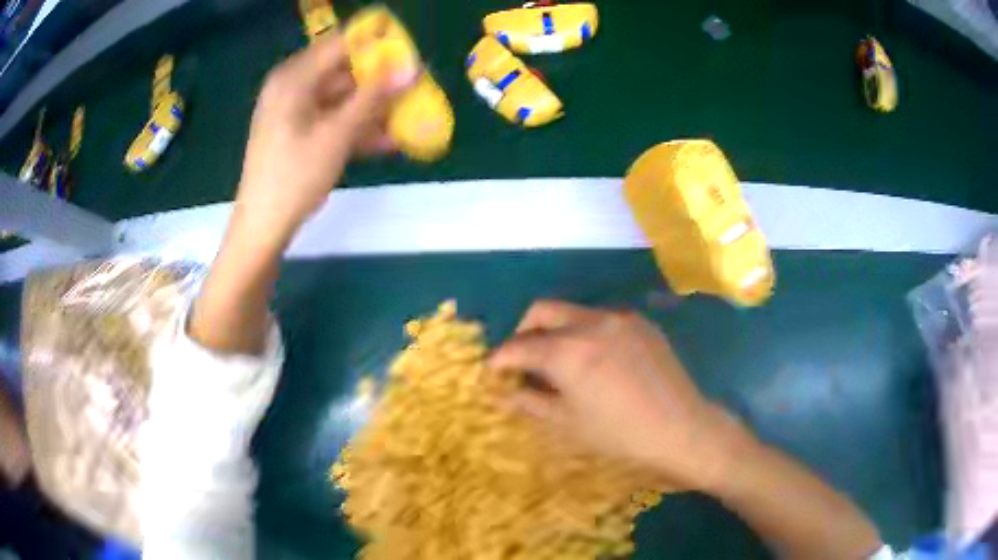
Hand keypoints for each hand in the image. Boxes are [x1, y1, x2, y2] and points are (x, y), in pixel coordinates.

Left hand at [234, 32, 416, 245]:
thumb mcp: (338, 134)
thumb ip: (374, 97)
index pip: (341, 43)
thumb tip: (412, 68)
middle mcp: (292, 86)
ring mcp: (293, 110)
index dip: (377, 47)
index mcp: (294, 77)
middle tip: (414, 89)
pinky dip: (355, 127)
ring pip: (341, 98)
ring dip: (372, 109)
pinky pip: (331, 119)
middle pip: (343, 72)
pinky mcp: (297, 132)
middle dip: (379, 82)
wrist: (263, 226)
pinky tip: (387, 140)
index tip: (410, 57)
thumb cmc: (295, 176)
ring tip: (408, 117)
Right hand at [488, 301, 749, 490]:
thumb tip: (500, 392)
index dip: (499, 359)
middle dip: (523, 332)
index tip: (490, 371)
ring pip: (573, 312)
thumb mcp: (567, 423)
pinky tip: (594, 361)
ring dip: (555, 330)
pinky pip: (601, 319)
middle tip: (521, 360)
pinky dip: (585, 333)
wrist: (682, 430)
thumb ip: (528, 402)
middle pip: (542, 311)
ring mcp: (619, 318)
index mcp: (569, 350)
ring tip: (558, 362)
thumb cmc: (620, 435)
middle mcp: (591, 322)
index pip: (519, 346)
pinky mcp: (640, 323)